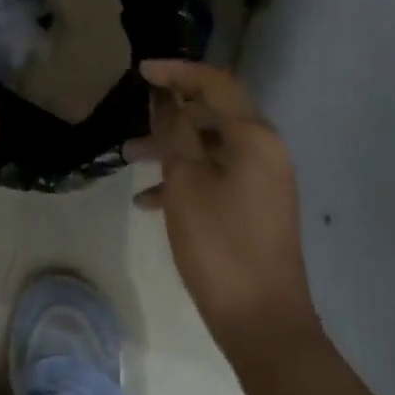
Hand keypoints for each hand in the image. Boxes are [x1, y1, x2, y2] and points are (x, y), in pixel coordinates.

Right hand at [131, 60, 317, 351]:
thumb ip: (174, 131)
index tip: (140, 71)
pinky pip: (218, 176)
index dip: (177, 71)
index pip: (215, 83)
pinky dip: (187, 178)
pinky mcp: (257, 207)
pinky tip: (149, 201)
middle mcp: (266, 150)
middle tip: (133, 117)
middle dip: (170, 113)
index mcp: (255, 136)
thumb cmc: (219, 245)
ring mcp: (264, 180)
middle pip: (213, 113)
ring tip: (129, 158)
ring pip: (211, 147)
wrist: (263, 323)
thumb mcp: (186, 182)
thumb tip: (165, 96)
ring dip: (172, 148)